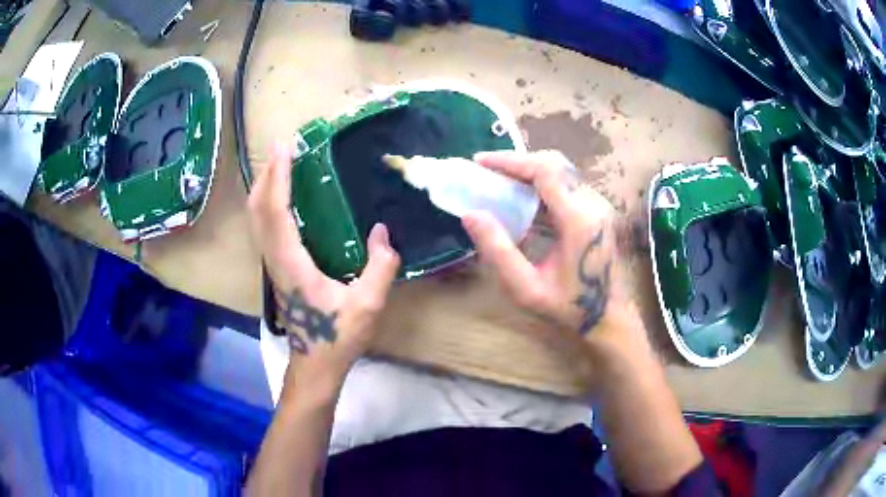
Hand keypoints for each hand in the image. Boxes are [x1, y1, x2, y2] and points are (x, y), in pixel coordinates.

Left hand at [248, 142, 400, 388]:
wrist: (316, 363)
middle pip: (258, 209)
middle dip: (267, 175)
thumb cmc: (338, 336)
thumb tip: (383, 231)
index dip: (279, 178)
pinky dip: (269, 203)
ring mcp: (273, 263)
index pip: (276, 212)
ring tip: (281, 165)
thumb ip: (380, 267)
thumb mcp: (367, 305)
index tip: (284, 148)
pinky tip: (284, 197)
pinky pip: (265, 227)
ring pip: (257, 218)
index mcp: (292, 263)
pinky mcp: (277, 267)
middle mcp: (275, 258)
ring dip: (265, 187)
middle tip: (282, 149)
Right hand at [462, 150, 643, 357]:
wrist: (609, 318)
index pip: (545, 171)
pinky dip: (541, 186)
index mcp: (579, 220)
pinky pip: (567, 187)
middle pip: (555, 164)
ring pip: (561, 172)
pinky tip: (522, 200)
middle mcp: (593, 204)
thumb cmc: (569, 308)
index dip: (511, 161)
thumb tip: (470, 214)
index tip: (481, 162)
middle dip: (518, 163)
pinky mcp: (597, 212)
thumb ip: (498, 251)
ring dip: (529, 172)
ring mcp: (598, 206)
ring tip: (499, 182)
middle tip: (487, 172)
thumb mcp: (526, 288)